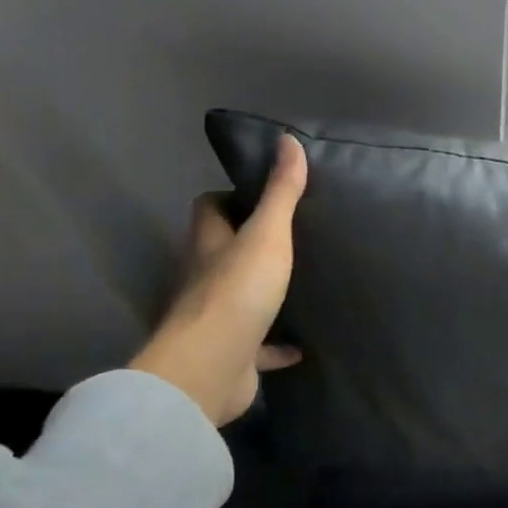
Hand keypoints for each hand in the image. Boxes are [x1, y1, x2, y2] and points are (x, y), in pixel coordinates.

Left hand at [129, 134, 307, 424]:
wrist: (211, 367)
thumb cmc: (237, 291)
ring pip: (239, 297)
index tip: (265, 196)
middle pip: (222, 251)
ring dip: (263, 292)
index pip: (209, 207)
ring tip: (299, 284)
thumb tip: (287, 140)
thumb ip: (281, 192)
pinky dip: (276, 344)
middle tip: (291, 238)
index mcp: (208, 243)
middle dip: (250, 244)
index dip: (231, 197)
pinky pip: (258, 345)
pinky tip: (302, 344)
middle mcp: (204, 277)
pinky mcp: (233, 353)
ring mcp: (216, 317)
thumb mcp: (267, 234)